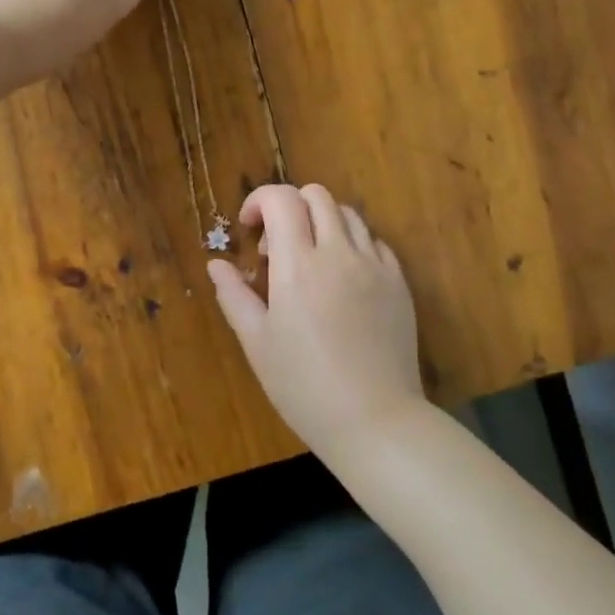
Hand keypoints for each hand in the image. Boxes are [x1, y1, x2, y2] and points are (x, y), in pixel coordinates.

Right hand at [208, 184, 427, 466]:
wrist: (374, 419)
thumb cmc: (304, 385)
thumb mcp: (257, 343)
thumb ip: (234, 296)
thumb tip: (216, 264)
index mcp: (299, 265)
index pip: (281, 199)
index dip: (259, 201)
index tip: (250, 230)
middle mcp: (339, 253)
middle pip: (316, 195)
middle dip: (290, 207)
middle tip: (278, 249)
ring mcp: (375, 265)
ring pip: (348, 213)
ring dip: (322, 223)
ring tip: (311, 262)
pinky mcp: (399, 282)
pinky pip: (374, 242)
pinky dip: (352, 244)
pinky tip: (343, 279)